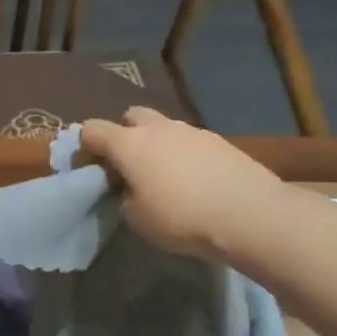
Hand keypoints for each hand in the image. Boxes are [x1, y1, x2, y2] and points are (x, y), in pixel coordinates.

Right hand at [78, 108, 290, 262]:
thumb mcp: (137, 219)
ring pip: (164, 127)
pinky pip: (190, 141)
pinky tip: (194, 180)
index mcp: (129, 144)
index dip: (85, 146)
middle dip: (124, 134)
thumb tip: (130, 190)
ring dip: (157, 144)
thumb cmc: (182, 218)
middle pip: (131, 116)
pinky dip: (184, 154)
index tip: (90, 168)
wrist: (250, 215)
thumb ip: (124, 198)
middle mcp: (158, 128)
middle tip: (128, 165)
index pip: (92, 129)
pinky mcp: (220, 141)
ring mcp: (192, 131)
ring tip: (165, 176)